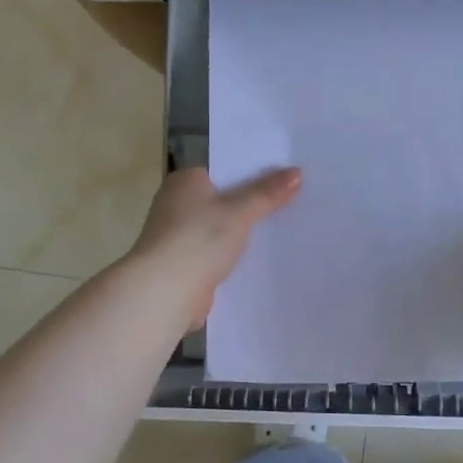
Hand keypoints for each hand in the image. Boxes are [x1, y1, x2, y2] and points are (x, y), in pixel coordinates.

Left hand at [131, 166, 302, 329]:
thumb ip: (267, 193)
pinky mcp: (183, 265)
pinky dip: (232, 257)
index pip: (223, 171)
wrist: (165, 291)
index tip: (282, 179)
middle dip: (250, 206)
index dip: (251, 174)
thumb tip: (296, 173)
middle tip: (290, 204)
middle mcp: (176, 204)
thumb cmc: (198, 238)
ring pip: (219, 229)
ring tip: (282, 232)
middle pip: (222, 200)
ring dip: (241, 235)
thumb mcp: (239, 211)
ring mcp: (178, 236)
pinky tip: (259, 260)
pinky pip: (216, 254)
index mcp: (185, 181)